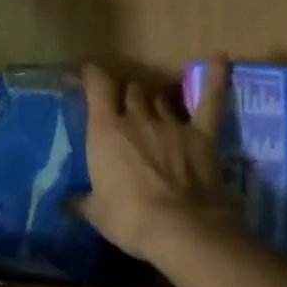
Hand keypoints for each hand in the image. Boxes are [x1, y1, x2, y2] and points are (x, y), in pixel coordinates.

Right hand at [76, 57, 234, 262]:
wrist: (179, 227)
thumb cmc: (128, 218)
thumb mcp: (95, 212)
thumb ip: (81, 201)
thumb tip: (66, 203)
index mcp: (105, 130)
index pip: (98, 87)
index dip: (94, 75)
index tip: (90, 72)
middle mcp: (136, 118)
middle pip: (133, 90)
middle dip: (129, 95)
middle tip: (127, 109)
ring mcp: (171, 123)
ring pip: (161, 97)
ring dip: (156, 100)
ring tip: (155, 108)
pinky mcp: (201, 134)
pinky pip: (210, 100)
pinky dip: (216, 78)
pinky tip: (219, 59)